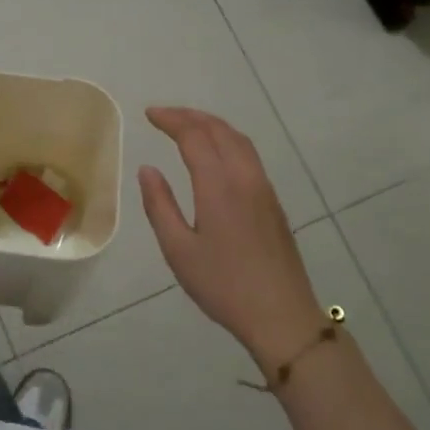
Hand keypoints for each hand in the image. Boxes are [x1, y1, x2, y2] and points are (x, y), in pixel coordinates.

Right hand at [138, 107, 325, 368]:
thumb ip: (160, 206)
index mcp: (218, 186)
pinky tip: (217, 153)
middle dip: (190, 116)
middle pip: (219, 130)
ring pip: (239, 140)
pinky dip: (228, 140)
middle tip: (164, 115)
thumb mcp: (178, 250)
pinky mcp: (273, 202)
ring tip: (188, 125)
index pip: (194, 136)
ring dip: (212, 125)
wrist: (281, 315)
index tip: (149, 114)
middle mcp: (244, 178)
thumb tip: (148, 170)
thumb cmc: (223, 286)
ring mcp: (264, 189)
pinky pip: (249, 155)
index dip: (171, 120)